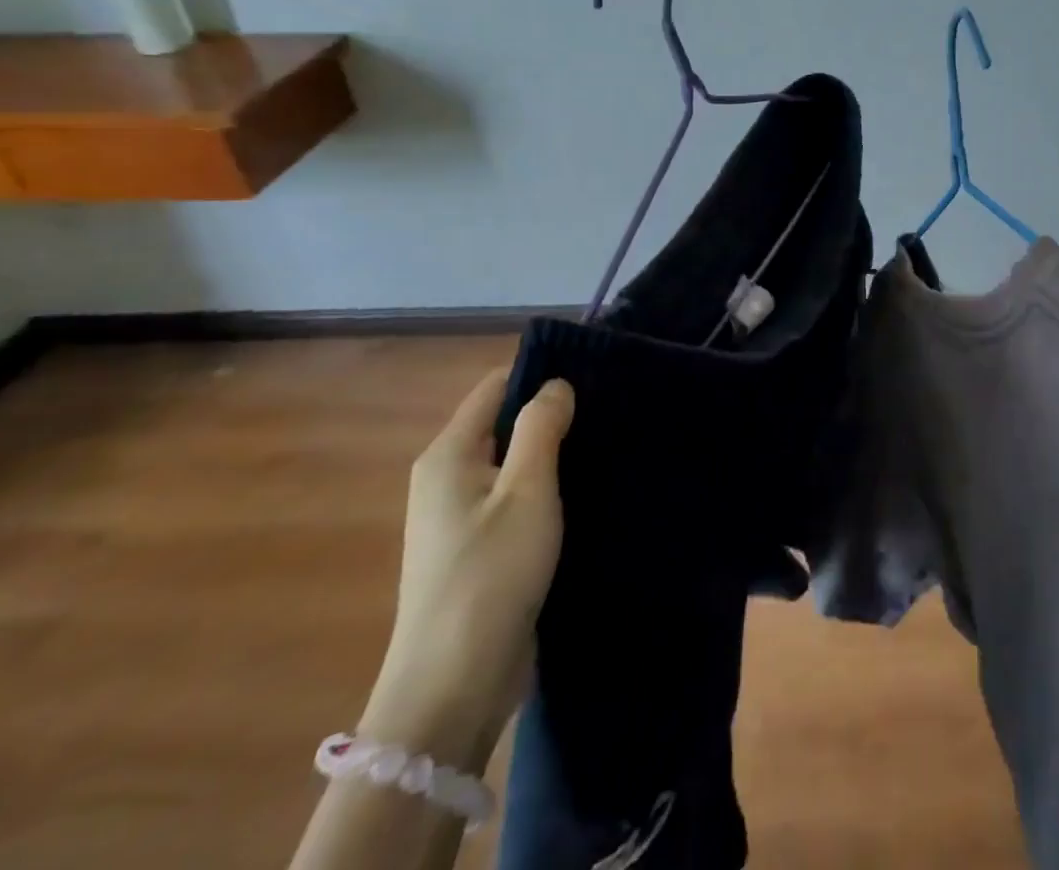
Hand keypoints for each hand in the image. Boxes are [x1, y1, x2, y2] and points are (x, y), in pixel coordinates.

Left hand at [359, 368, 574, 768]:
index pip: (496, 386)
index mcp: (448, 455)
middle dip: (553, 413)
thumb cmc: (491, 574)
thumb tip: (556, 384)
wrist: (454, 686)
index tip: (594, 372)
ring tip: (608, 442)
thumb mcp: (526, 490)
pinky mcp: (480, 548)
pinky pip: (517, 497)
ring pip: (515, 462)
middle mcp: (447, 478)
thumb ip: (541, 427)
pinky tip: (587, 489)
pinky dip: (548, 487)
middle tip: (610, 407)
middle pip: (505, 423)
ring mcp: (461, 516)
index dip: (541, 373)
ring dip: (554, 453)